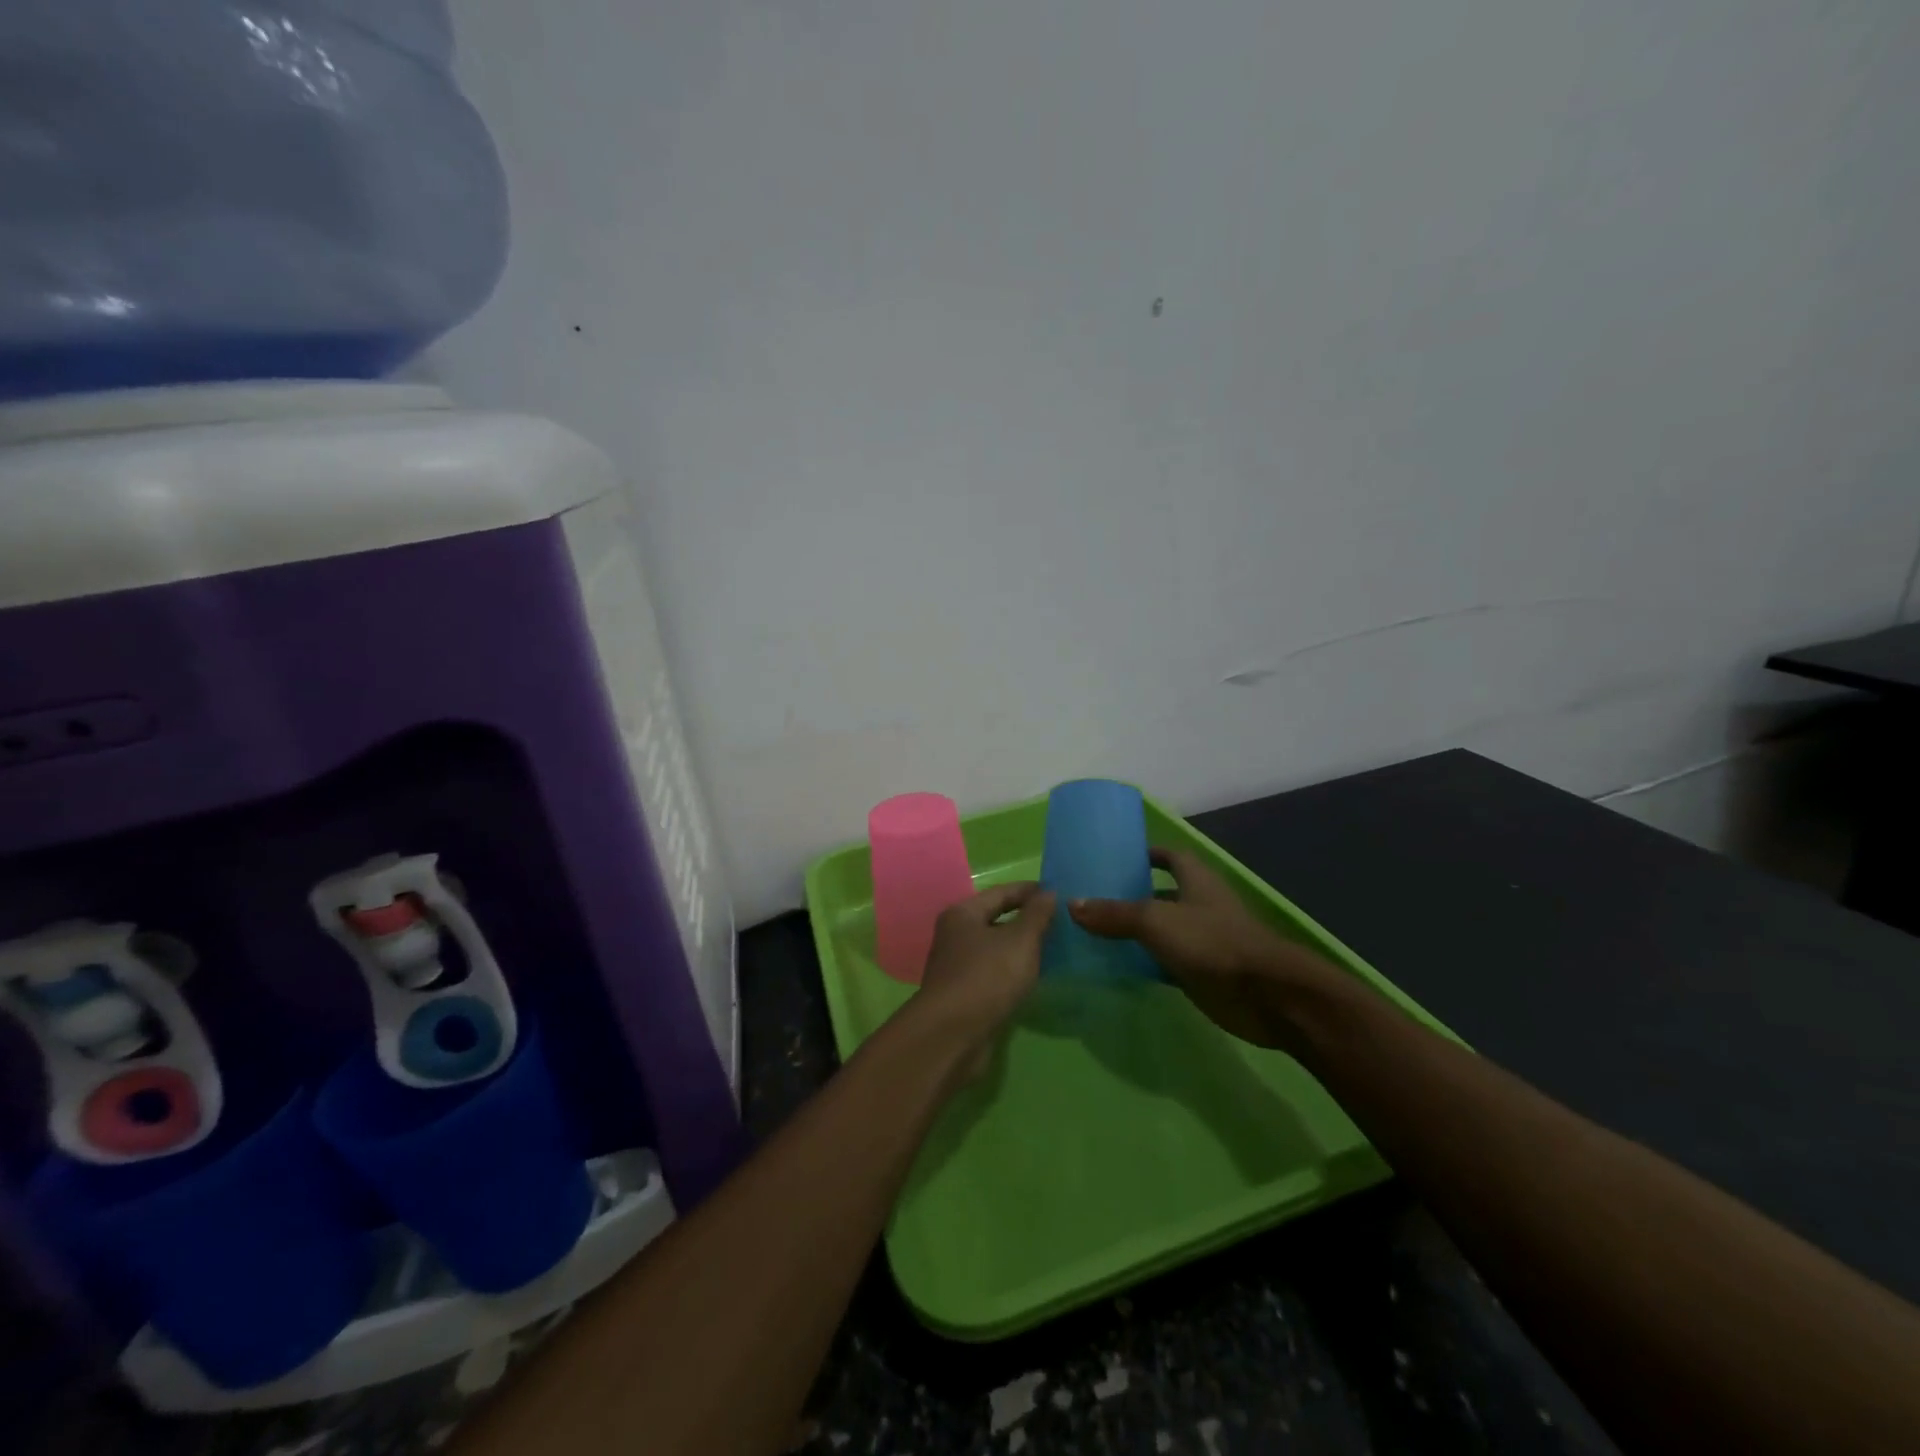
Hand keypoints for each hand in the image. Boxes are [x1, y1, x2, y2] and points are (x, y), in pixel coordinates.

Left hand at [908, 881, 1054, 1078]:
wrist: (952, 1035)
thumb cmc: (987, 977)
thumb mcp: (1020, 940)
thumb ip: (1037, 915)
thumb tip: (1049, 892)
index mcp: (963, 914)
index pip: (1001, 892)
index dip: (1030, 891)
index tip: (1058, 892)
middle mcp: (955, 935)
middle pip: (996, 919)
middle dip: (1027, 919)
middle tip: (1060, 923)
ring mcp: (957, 967)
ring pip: (995, 948)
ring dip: (1021, 948)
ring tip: (1053, 949)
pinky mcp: (964, 995)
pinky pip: (994, 973)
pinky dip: (1013, 971)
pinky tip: (1033, 978)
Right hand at [1069, 848, 1332, 1049]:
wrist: (1266, 995)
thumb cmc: (1212, 942)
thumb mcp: (1155, 921)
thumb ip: (1114, 914)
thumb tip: (1072, 905)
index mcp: (1196, 880)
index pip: (1170, 856)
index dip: (1146, 854)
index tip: (1115, 859)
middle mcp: (1199, 905)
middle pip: (1162, 894)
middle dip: (1132, 895)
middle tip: (1091, 900)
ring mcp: (1202, 940)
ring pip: (1163, 930)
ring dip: (1136, 932)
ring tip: (1094, 933)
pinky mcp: (1202, 972)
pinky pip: (1166, 962)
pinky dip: (1145, 964)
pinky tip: (1116, 968)